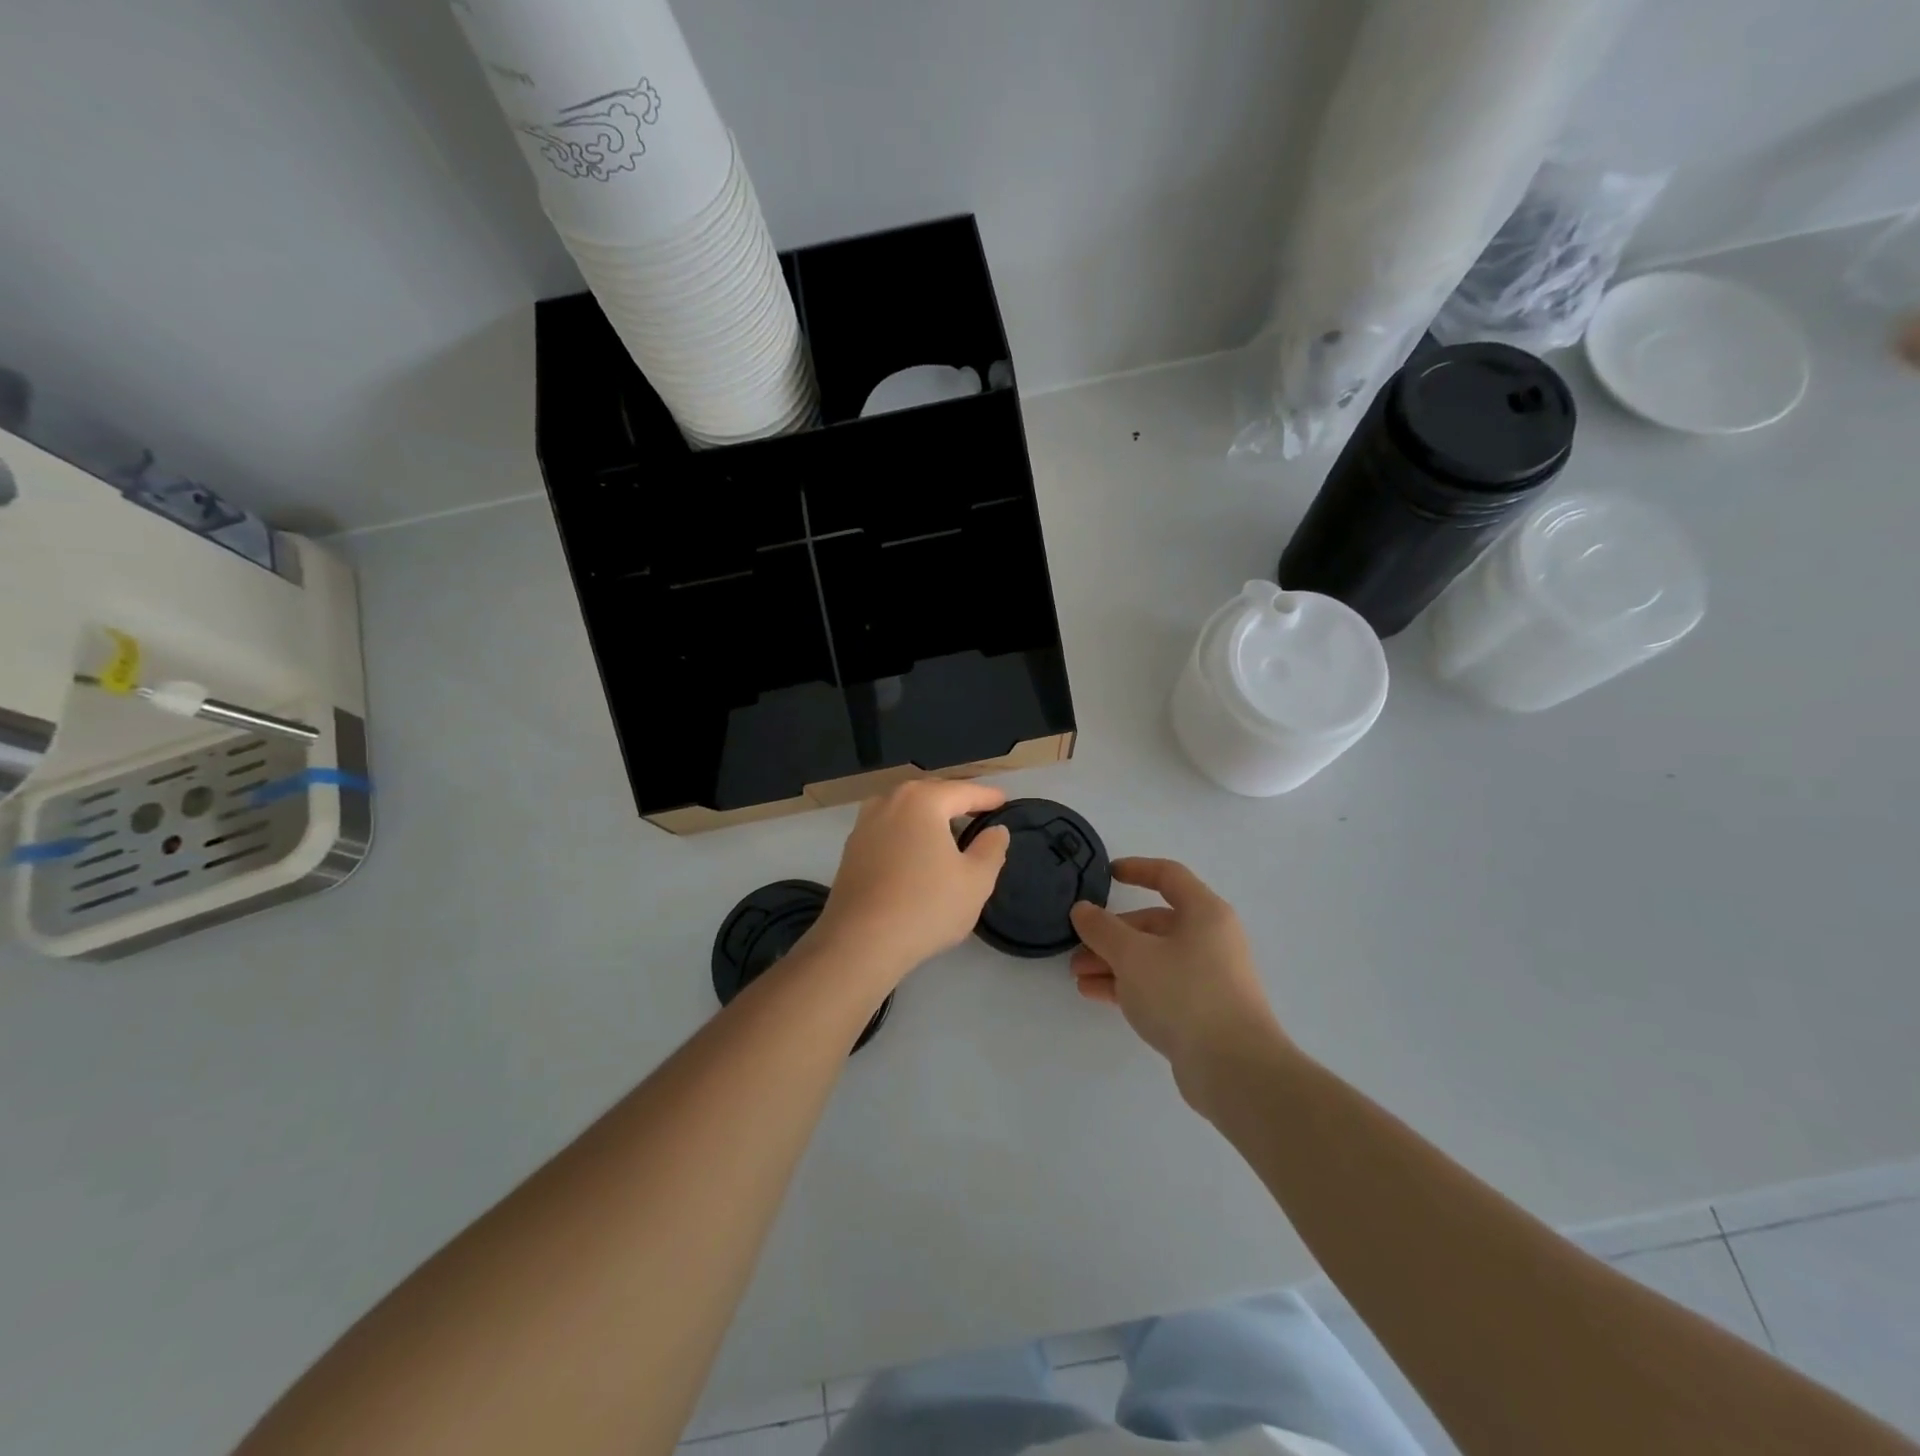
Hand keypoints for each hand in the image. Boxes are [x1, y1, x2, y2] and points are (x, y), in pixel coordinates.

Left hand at [807, 780, 1011, 985]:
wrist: (860, 943)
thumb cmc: (926, 906)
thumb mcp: (976, 881)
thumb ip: (991, 849)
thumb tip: (996, 831)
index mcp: (923, 800)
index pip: (964, 791)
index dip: (988, 797)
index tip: (1004, 801)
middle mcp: (889, 801)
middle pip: (932, 794)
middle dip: (957, 801)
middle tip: (980, 812)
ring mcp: (865, 823)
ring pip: (907, 810)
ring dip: (929, 816)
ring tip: (950, 832)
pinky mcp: (852, 848)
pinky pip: (889, 829)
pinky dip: (908, 833)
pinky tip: (917, 853)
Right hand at [1069, 858, 1286, 1094]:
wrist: (1235, 1069)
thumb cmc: (1185, 994)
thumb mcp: (1133, 955)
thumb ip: (1102, 929)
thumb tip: (1083, 910)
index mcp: (1205, 913)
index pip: (1168, 876)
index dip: (1136, 869)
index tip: (1106, 874)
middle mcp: (1210, 939)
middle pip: (1154, 923)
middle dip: (1112, 934)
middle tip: (1078, 948)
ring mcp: (1208, 977)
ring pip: (1152, 958)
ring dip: (1114, 962)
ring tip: (1078, 976)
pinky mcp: (1202, 1011)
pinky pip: (1158, 986)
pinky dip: (1128, 985)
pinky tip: (1095, 994)